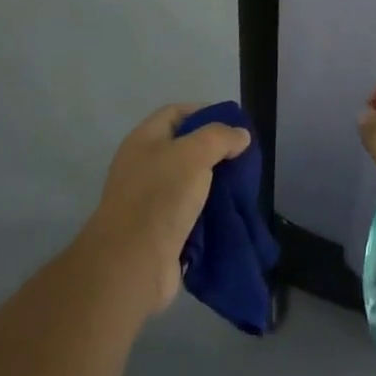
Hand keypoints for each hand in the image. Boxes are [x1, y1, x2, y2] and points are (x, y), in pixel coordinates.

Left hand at [82, 105, 250, 317]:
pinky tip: (229, 212)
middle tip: (243, 158)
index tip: (234, 125)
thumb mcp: (194, 154)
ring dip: (215, 184)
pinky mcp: (160, 229)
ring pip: (190, 181)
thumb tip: (240, 136)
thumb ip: (220, 137)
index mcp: (144, 140)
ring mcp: (150, 199)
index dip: (205, 112)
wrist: (132, 263)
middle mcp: (144, 165)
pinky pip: (190, 211)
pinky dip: (209, 211)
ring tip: (242, 186)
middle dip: (215, 151)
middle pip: (184, 148)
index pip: (176, 112)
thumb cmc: (160, 197)